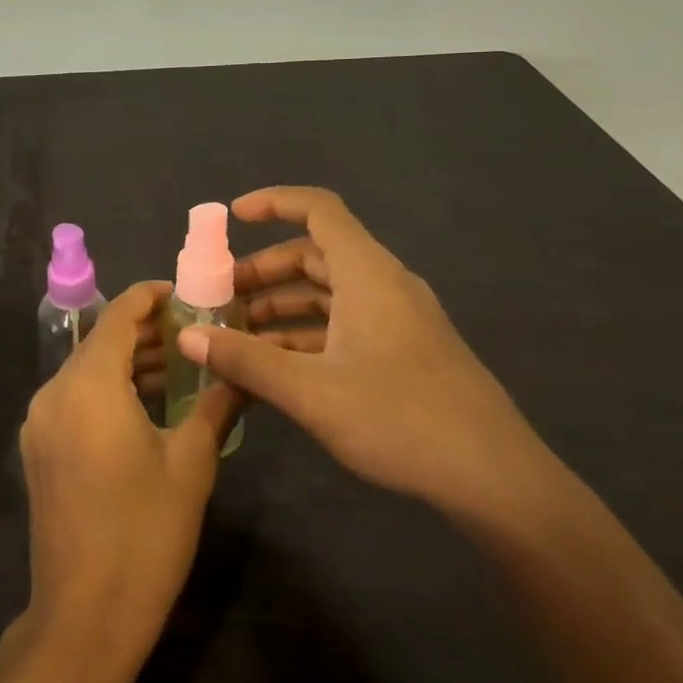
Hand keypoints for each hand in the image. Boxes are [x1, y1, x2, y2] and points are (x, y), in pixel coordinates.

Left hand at [19, 281, 239, 665]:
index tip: (187, 295)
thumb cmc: (144, 534)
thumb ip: (215, 405)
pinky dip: (109, 390)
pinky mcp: (39, 449)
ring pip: (87, 371)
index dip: (151, 298)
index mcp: (88, 385)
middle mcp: (54, 392)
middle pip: (101, 341)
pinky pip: (76, 399)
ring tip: (181, 364)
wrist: (83, 618)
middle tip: (196, 331)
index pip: (118, 316)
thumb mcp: (191, 465)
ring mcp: (40, 422)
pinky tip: (147, 405)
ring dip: (129, 362)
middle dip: (147, 332)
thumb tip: (241, 371)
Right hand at [180, 186, 564, 529]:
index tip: (231, 218)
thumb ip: (245, 360)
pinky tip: (275, 367)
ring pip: (328, 294)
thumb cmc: (401, 419)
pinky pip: (344, 325)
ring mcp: (397, 319)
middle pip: (315, 255)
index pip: (318, 209)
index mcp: (368, 274)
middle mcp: (383, 285)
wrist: (495, 479)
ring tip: (236, 337)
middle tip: (219, 298)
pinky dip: (306, 334)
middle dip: (263, 271)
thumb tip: (187, 337)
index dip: (273, 203)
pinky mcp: (404, 351)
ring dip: (281, 308)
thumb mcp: (311, 391)